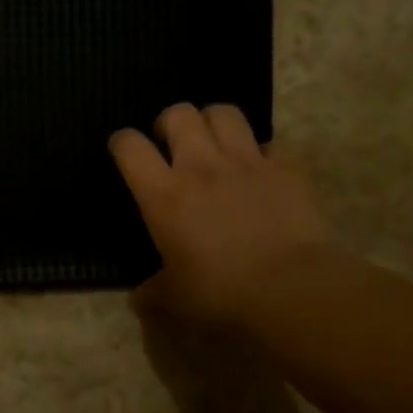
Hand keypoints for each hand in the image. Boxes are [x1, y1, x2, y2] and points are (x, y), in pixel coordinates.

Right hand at [110, 103, 327, 327]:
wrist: (290, 288)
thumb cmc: (220, 293)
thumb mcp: (174, 299)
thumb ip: (152, 292)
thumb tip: (138, 298)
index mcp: (163, 195)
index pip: (129, 147)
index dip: (122, 143)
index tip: (124, 153)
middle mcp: (200, 166)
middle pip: (178, 114)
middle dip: (170, 122)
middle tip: (173, 145)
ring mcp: (246, 162)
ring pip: (223, 112)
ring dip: (213, 123)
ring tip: (214, 143)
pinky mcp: (286, 167)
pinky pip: (270, 142)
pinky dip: (261, 151)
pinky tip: (261, 170)